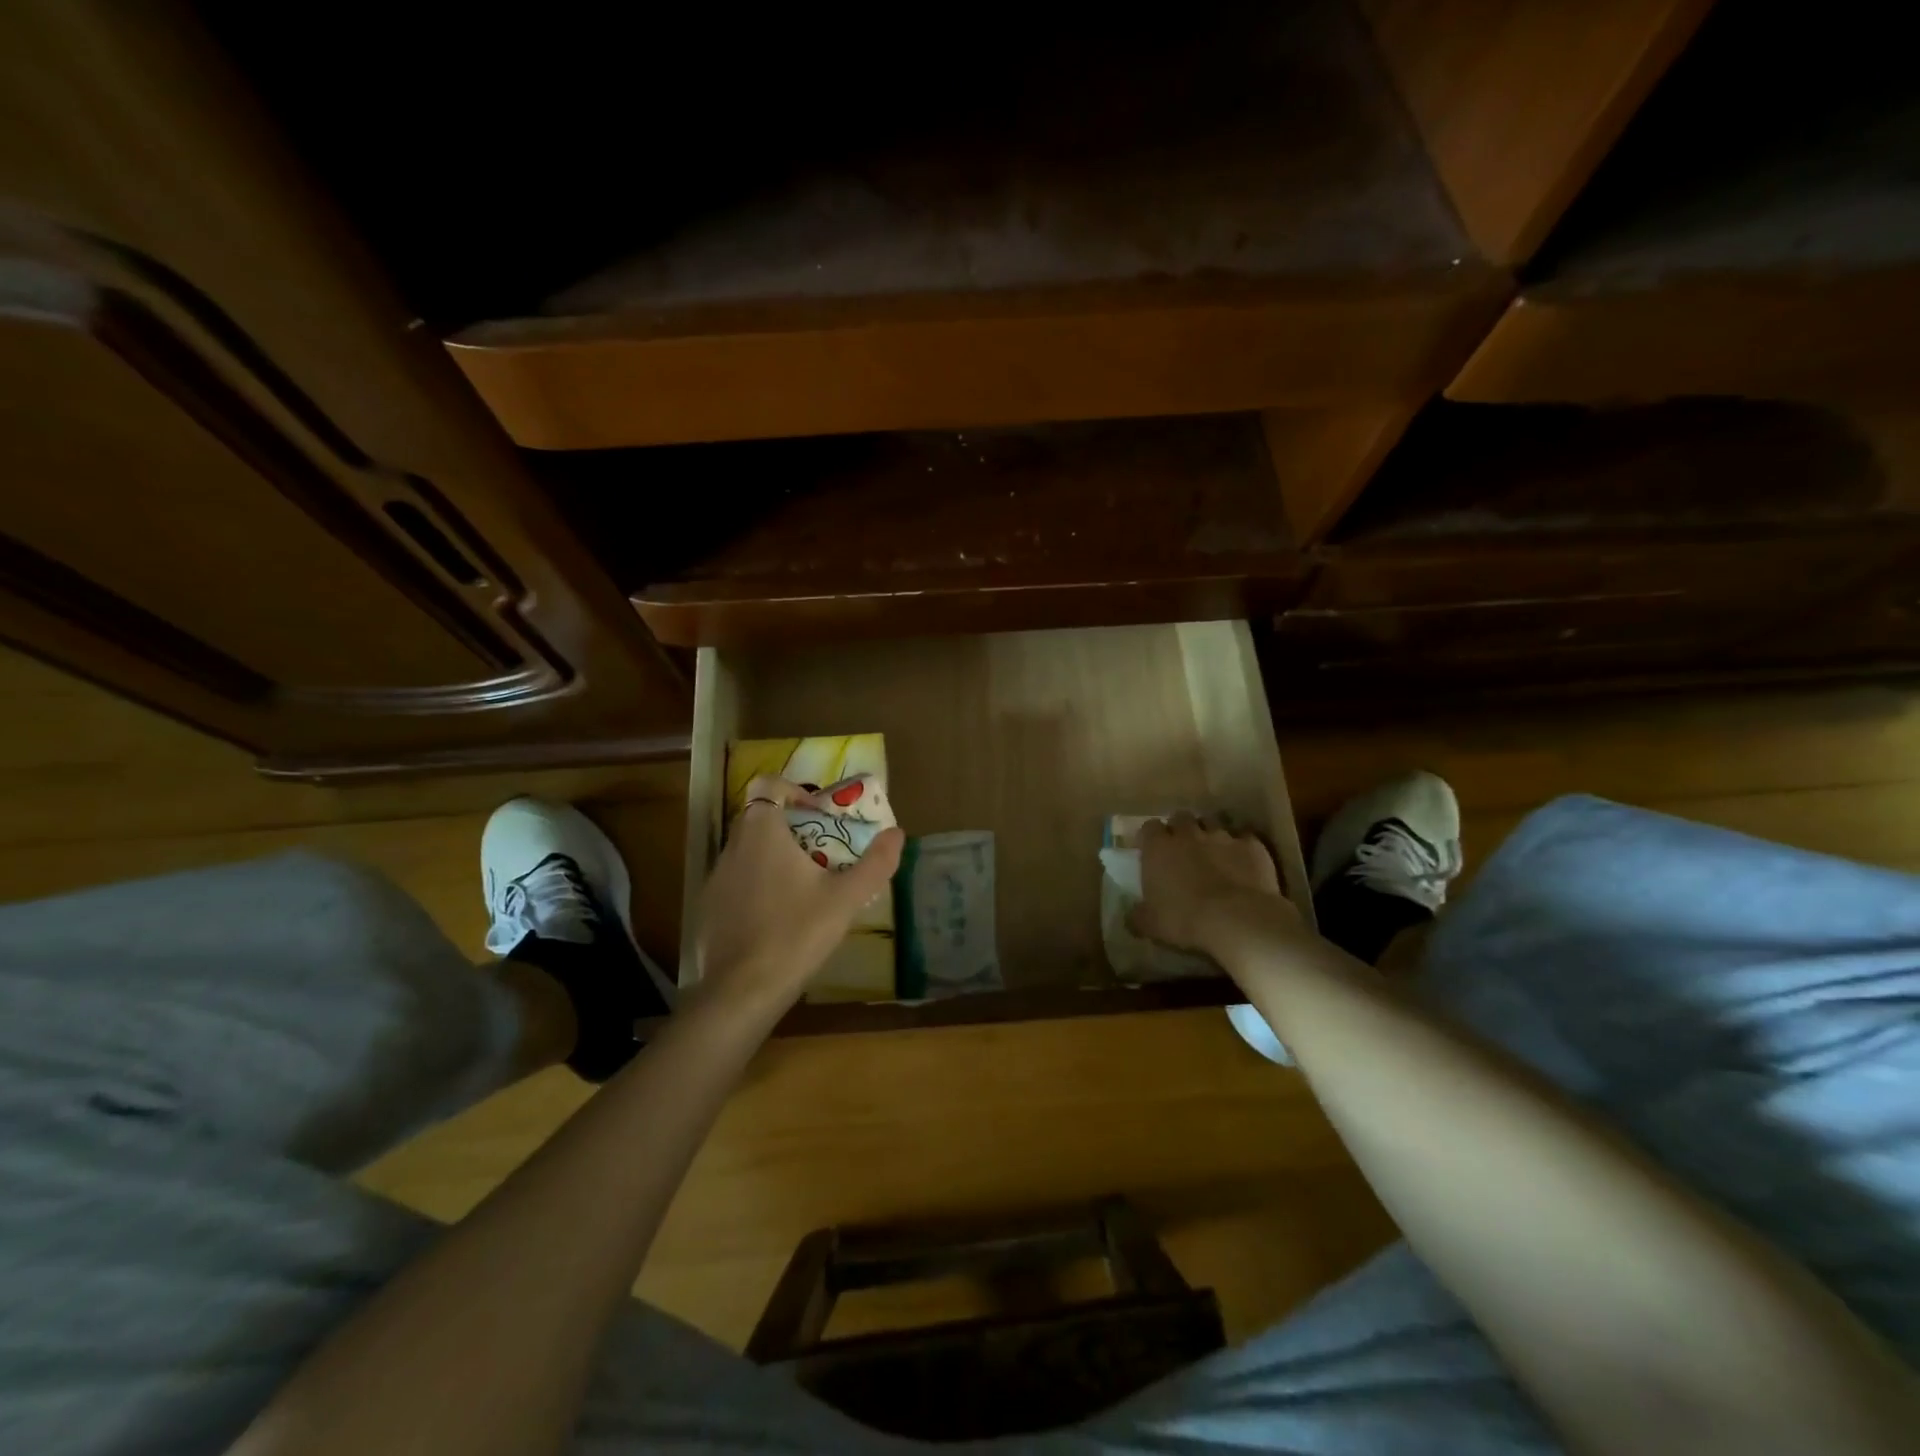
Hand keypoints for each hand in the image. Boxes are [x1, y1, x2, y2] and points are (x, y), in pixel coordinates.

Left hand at [693, 776, 903, 1020]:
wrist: (742, 991)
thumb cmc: (796, 933)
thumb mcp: (846, 899)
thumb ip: (875, 864)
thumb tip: (897, 834)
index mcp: (763, 832)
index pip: (767, 785)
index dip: (793, 791)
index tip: (818, 815)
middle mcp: (733, 845)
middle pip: (759, 816)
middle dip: (790, 825)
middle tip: (822, 850)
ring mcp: (716, 876)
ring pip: (747, 849)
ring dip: (773, 855)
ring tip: (804, 885)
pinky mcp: (709, 905)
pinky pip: (736, 878)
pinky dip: (756, 883)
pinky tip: (777, 915)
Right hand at [1128, 812, 1297, 956]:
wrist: (1237, 920)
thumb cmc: (1184, 919)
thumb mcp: (1151, 925)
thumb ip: (1138, 916)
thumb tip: (1131, 917)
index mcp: (1158, 847)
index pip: (1148, 827)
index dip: (1151, 838)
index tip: (1153, 850)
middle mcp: (1188, 834)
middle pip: (1181, 817)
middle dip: (1181, 828)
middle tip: (1182, 848)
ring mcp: (1222, 836)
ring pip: (1213, 823)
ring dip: (1210, 834)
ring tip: (1213, 852)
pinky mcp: (1251, 845)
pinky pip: (1245, 838)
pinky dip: (1242, 847)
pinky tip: (1243, 862)